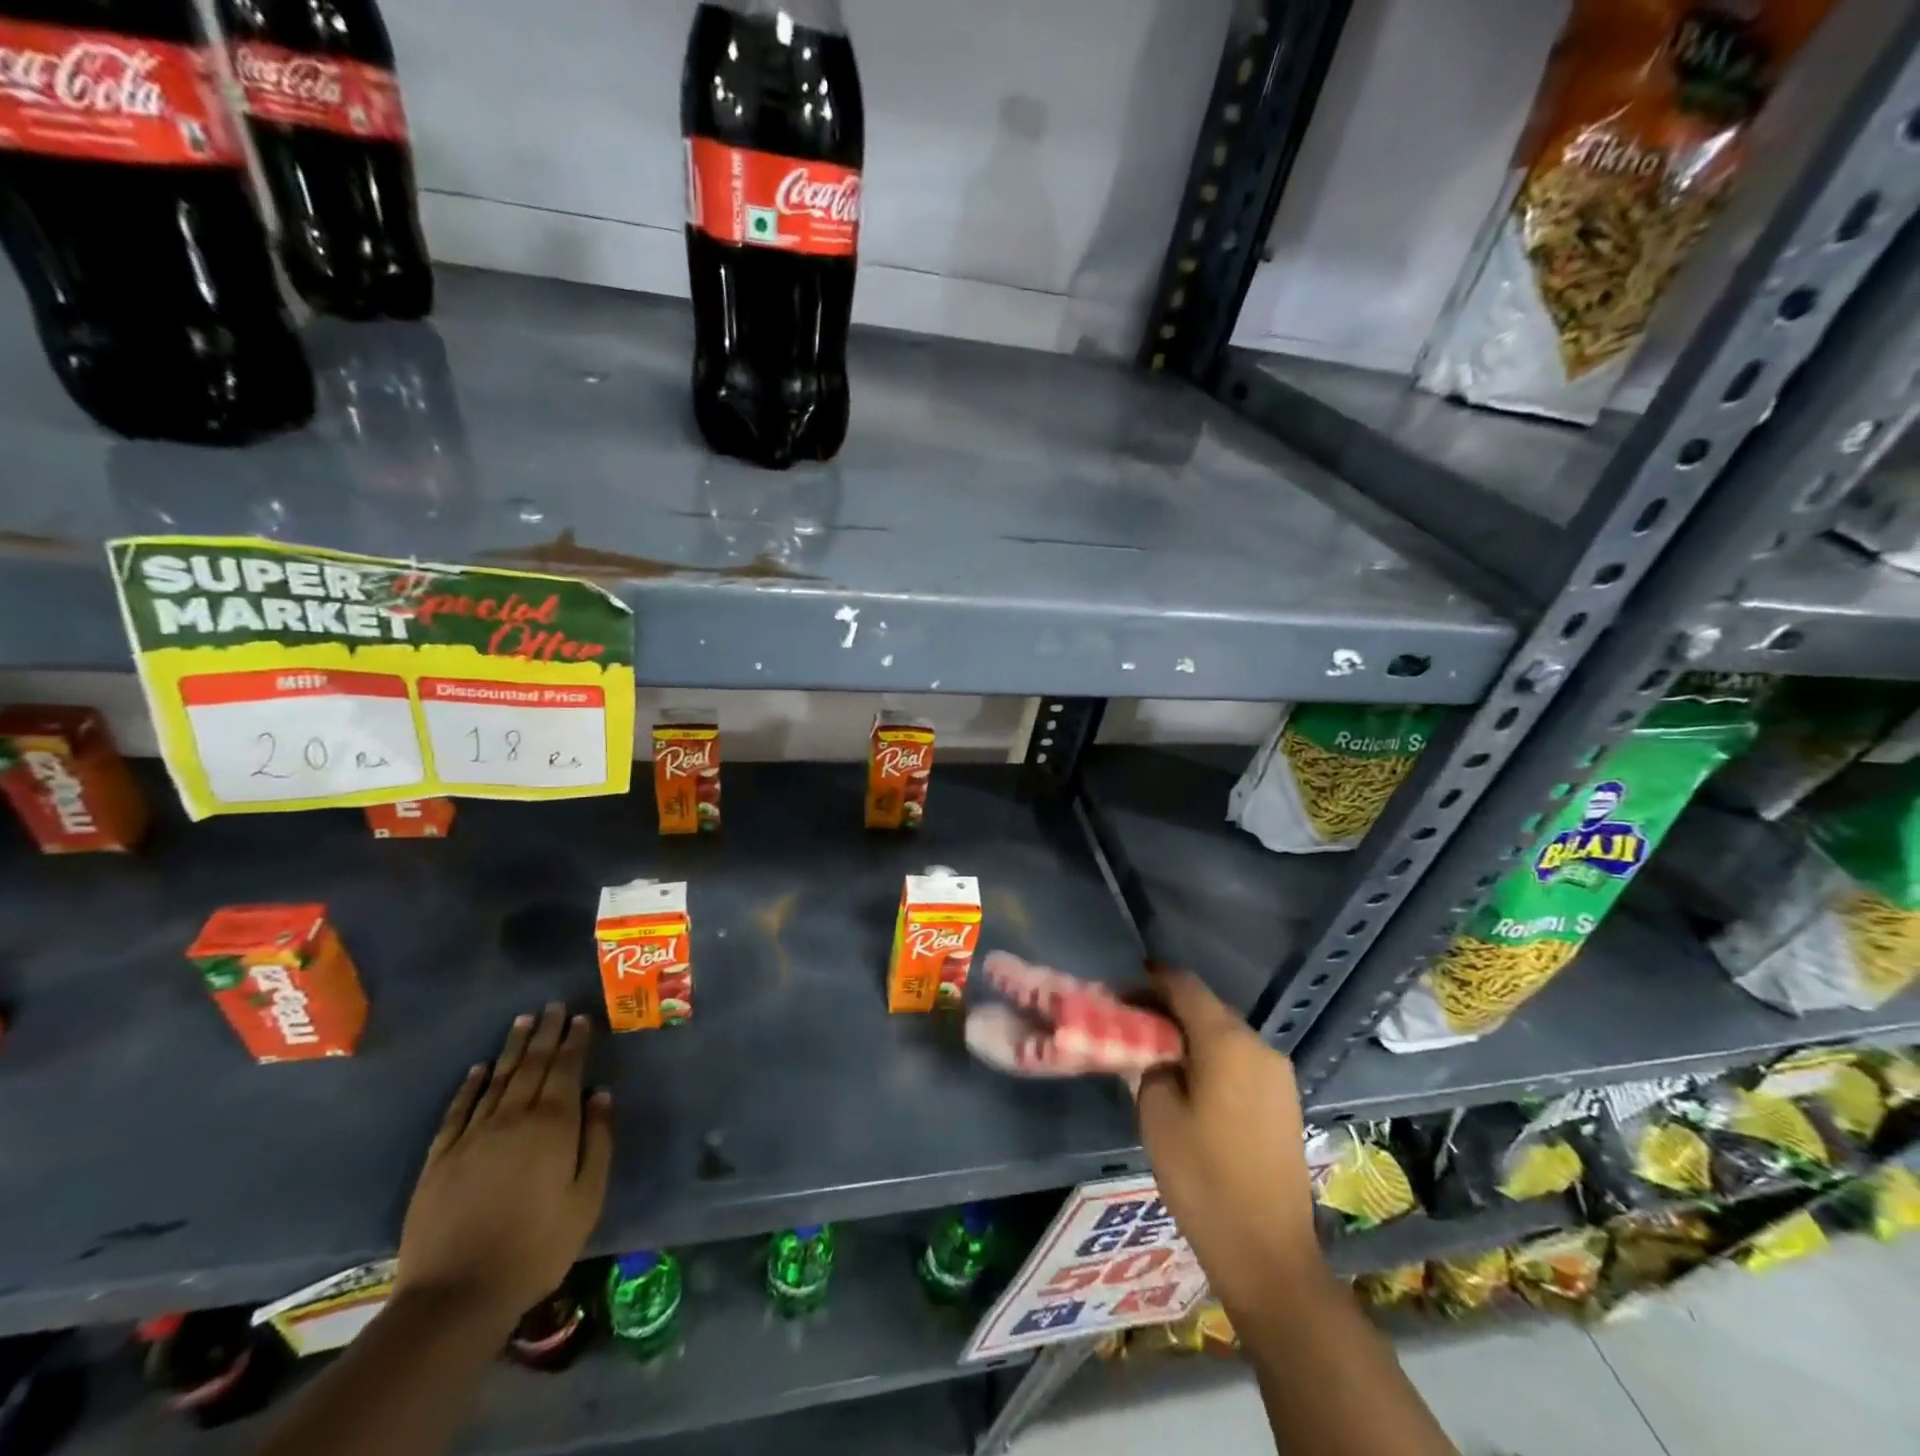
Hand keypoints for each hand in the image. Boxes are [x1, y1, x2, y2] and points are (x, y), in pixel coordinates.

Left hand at [394, 1005, 612, 1336]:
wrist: (455, 1296)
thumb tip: (601, 1096)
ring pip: (498, 1079)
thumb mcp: (587, 1198)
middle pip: (532, 1066)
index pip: (566, 1070)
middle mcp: (513, 1118)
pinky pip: (459, 1110)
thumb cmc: (537, 1247)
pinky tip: (478, 1069)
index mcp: (553, 1125)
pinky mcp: (441, 1158)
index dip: (575, 1042)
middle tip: (554, 1006)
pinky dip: (470, 1086)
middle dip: (546, 1033)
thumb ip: (598, 1142)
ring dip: (513, 1048)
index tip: (580, 1018)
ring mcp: (472, 1136)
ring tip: (523, 1021)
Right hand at [1135, 970, 1321, 1317]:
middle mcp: (1258, 1045)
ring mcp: (1278, 1074)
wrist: (1268, 1253)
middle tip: (1131, 1023)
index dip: (1150, 980)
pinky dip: (1212, 1056)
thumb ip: (1150, 1065)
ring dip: (1191, 1034)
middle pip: (1206, 1007)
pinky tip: (1190, 1080)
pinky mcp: (1285, 1100)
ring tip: (1156, 1052)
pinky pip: (1241, 1059)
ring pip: (1225, 1033)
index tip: (1120, 990)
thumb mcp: (1157, 1115)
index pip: (1184, 985)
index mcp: (1227, 1041)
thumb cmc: (1203, 1179)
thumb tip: (1152, 1048)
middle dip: (1168, 1008)